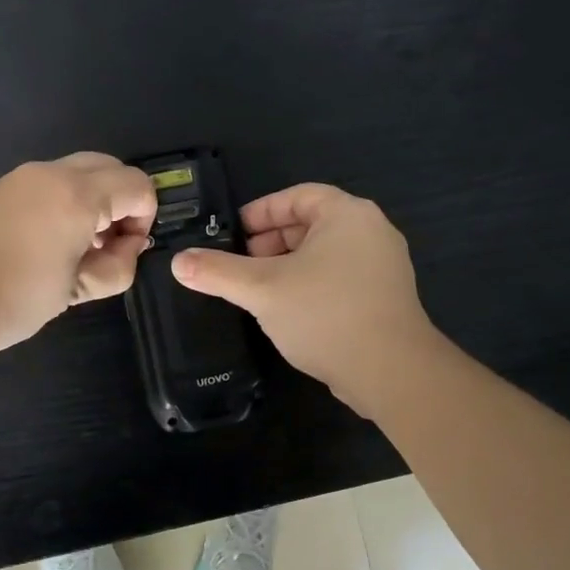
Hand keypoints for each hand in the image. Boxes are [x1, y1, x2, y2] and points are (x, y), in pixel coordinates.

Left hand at [0, 153, 156, 367]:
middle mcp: (52, 173)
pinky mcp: (0, 187)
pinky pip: (50, 181)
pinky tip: (47, 241)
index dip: (145, 218)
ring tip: (78, 246)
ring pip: (79, 170)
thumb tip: (129, 247)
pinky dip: (66, 199)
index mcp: (78, 195)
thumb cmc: (13, 298)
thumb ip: (117, 266)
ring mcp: (21, 176)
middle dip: (122, 201)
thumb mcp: (76, 290)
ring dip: (94, 199)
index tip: (127, 251)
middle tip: (109, 244)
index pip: (138, 185)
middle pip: (111, 167)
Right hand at [171, 184, 436, 413]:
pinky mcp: (387, 297)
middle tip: (241, 264)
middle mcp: (371, 231)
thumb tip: (178, 262)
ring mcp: (384, 266)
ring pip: (325, 254)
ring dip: (289, 266)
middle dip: (271, 242)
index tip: (233, 232)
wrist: (392, 372)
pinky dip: (311, 284)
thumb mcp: (262, 289)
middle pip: (311, 224)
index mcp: (347, 214)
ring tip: (259, 290)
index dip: (261, 212)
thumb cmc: (325, 314)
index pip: (297, 197)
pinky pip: (340, 277)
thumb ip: (218, 272)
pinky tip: (289, 311)